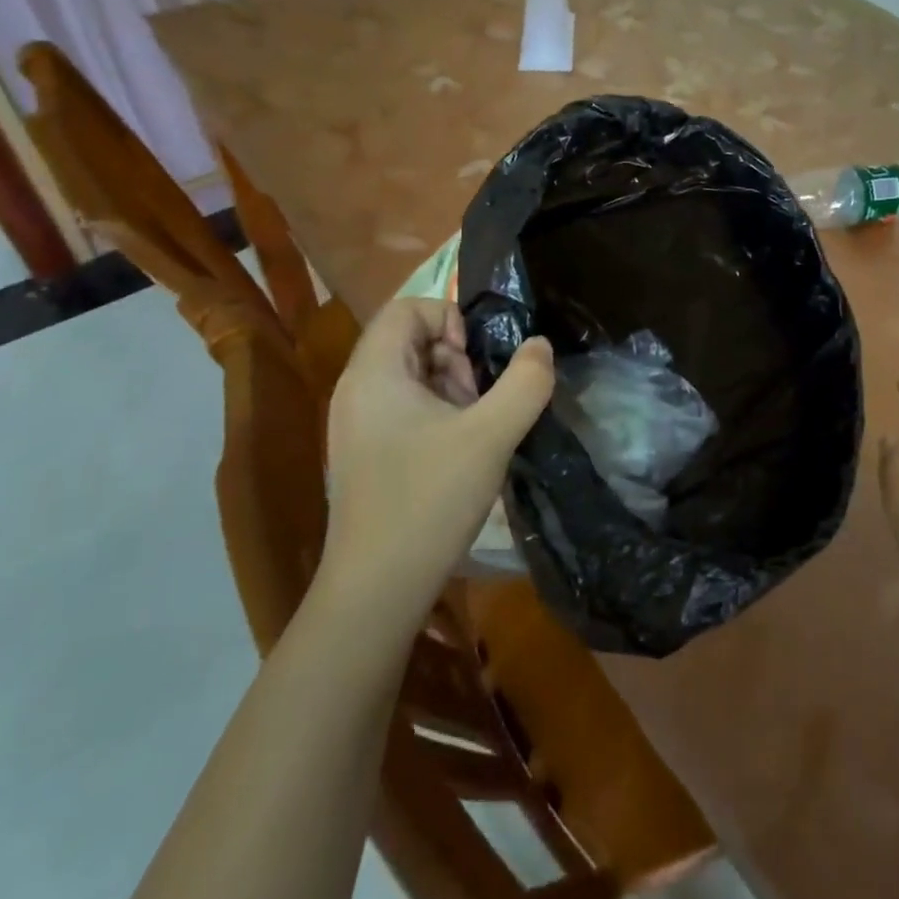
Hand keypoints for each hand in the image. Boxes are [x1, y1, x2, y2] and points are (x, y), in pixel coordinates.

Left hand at [323, 298, 552, 619]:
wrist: (376, 589)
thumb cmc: (428, 501)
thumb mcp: (490, 436)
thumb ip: (525, 383)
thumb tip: (540, 345)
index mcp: (374, 373)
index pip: (407, 308)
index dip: (450, 318)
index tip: (478, 360)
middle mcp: (358, 390)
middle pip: (410, 339)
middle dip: (456, 357)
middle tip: (481, 398)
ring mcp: (358, 424)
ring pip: (412, 375)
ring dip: (452, 387)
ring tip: (477, 427)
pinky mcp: (367, 452)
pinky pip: (406, 407)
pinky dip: (439, 413)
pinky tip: (461, 450)